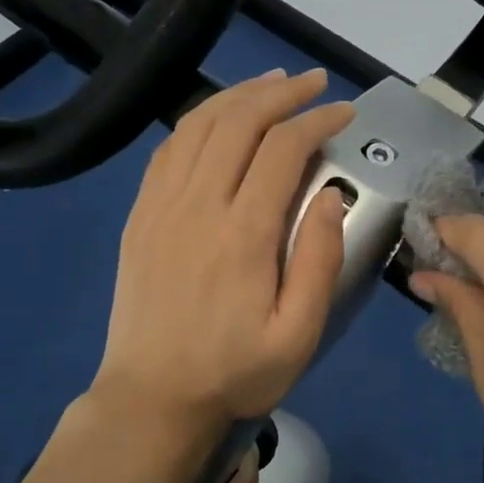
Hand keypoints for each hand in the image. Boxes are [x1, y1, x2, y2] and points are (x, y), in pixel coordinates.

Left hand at [91, 68, 353, 445]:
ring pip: (198, 125)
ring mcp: (160, 206)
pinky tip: (218, 119)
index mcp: (242, 234)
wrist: (151, 399)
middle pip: (238, 122)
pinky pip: (168, 148)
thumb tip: (328, 195)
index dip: (317, 121)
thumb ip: (319, 261)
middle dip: (281, 93)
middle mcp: (197, 205)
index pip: (282, 150)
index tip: (343, 113)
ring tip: (271, 84)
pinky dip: (198, 120)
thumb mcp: (297, 335)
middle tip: (313, 84)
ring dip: (238, 95)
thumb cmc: (233, 372)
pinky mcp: (140, 215)